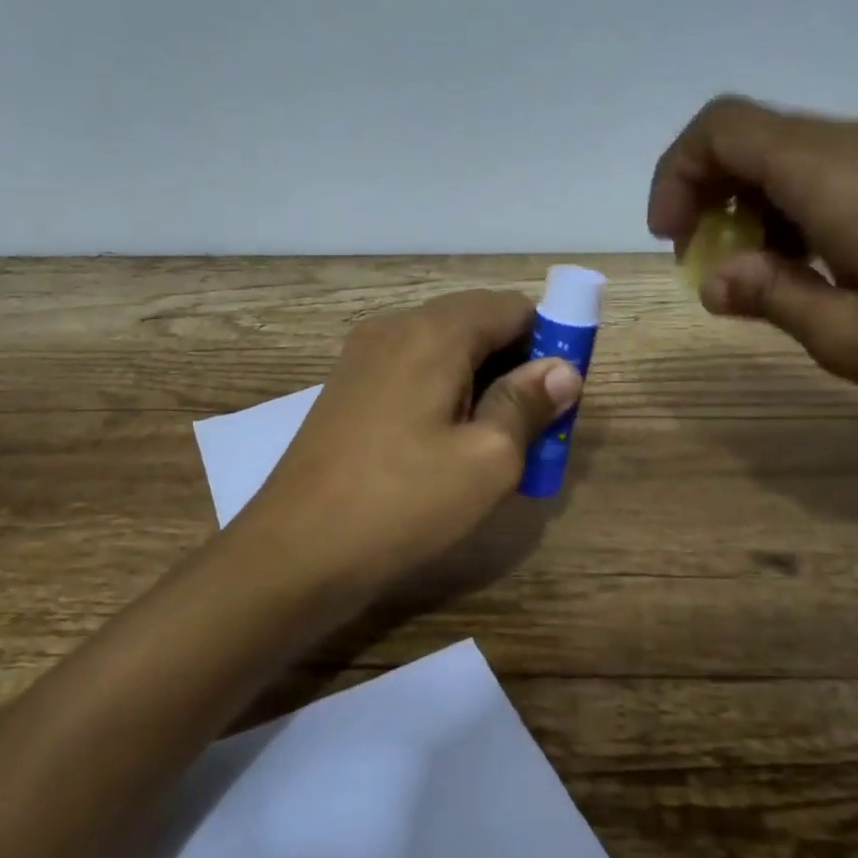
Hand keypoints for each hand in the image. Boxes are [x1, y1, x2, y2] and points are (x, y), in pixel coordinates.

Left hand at [229, 290, 581, 593]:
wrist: (295, 551)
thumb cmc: (402, 503)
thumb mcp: (487, 459)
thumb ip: (527, 404)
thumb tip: (562, 370)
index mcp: (433, 332)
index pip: (511, 306)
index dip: (549, 340)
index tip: (562, 392)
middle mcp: (394, 328)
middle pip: (476, 324)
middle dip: (516, 364)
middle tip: (534, 425)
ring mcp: (363, 357)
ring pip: (443, 350)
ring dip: (481, 382)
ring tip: (495, 442)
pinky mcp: (346, 389)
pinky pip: (412, 372)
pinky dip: (444, 393)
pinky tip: (446, 445)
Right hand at [647, 95, 857, 429]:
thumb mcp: (849, 337)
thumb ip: (768, 295)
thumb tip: (715, 278)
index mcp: (836, 172)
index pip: (722, 129)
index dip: (676, 174)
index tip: (674, 239)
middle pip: (754, 136)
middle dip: (709, 193)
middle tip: (710, 264)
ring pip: (795, 152)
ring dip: (756, 204)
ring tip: (765, 274)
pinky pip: (839, 169)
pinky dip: (800, 205)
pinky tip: (821, 264)